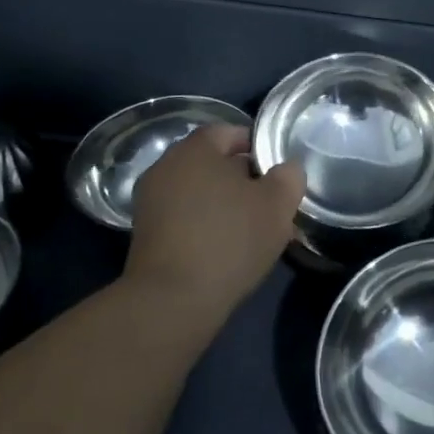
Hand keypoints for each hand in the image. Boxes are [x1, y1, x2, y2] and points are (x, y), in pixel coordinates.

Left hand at [125, 124, 303, 325]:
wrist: (172, 301)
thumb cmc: (229, 240)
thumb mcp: (277, 204)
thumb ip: (288, 176)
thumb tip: (285, 169)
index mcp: (195, 149)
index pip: (230, 132)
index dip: (257, 147)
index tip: (277, 172)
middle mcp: (166, 166)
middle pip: (212, 162)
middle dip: (242, 177)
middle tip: (269, 201)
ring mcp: (150, 201)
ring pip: (198, 191)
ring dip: (223, 203)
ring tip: (251, 228)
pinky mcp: (145, 234)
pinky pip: (183, 216)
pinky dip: (204, 223)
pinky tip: (225, 247)